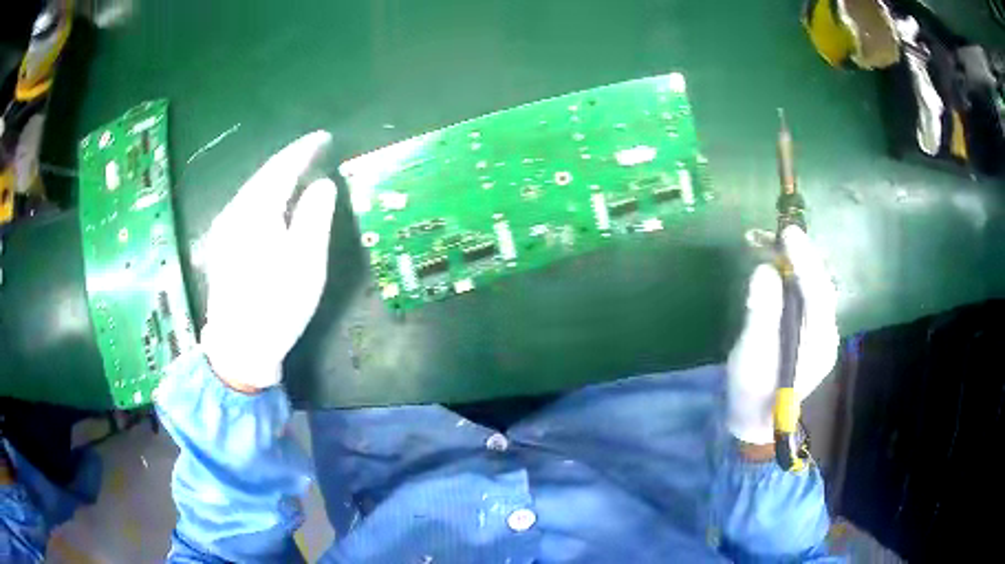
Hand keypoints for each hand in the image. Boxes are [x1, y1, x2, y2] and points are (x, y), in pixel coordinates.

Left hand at [200, 131, 336, 392]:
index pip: (282, 167)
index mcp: (256, 211)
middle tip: (314, 152)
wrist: (239, 347)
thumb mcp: (306, 260)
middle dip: (289, 161)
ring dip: (275, 178)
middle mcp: (234, 212)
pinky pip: (245, 207)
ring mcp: (223, 229)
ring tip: (297, 172)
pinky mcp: (221, 246)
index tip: (325, 138)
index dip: (304, 150)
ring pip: (252, 191)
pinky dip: (263, 197)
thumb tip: (322, 184)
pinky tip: (272, 204)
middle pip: (264, 176)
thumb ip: (315, 215)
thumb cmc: (278, 304)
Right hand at [726, 226, 838, 445]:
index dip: (805, 259)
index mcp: (819, 342)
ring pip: (815, 288)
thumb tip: (766, 270)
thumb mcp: (751, 353)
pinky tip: (781, 269)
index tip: (788, 233)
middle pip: (820, 285)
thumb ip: (761, 312)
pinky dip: (794, 278)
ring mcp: (821, 334)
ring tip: (776, 245)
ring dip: (797, 264)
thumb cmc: (752, 391)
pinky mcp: (811, 333)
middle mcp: (827, 333)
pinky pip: (807, 297)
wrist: (755, 420)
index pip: (818, 291)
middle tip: (779, 234)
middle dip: (802, 256)